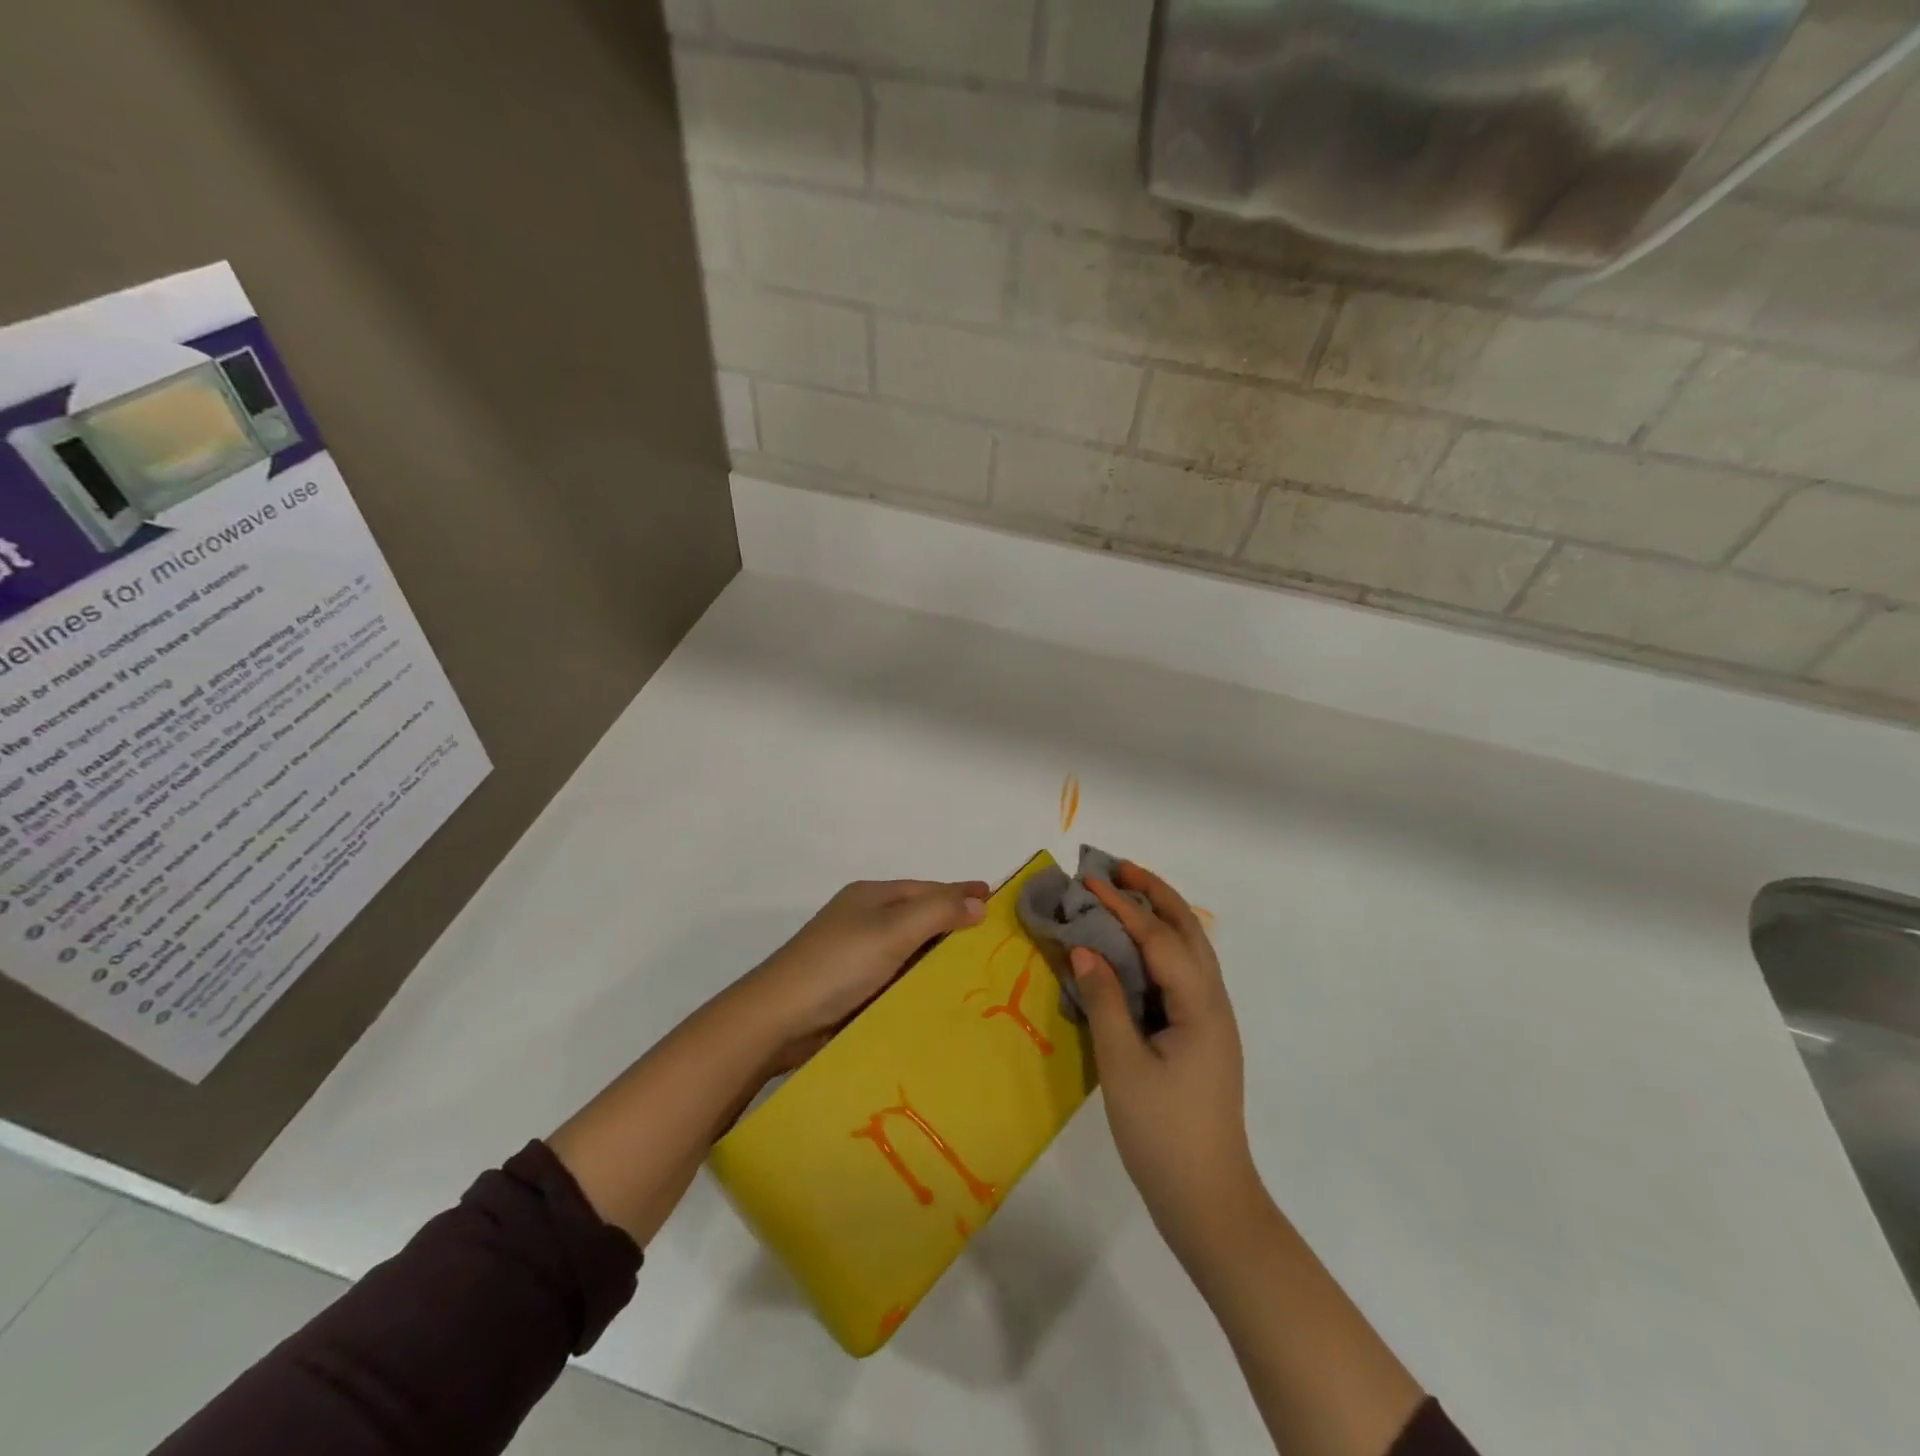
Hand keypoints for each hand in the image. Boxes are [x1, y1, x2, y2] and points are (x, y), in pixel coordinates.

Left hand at [743, 878, 988, 1069]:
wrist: (777, 1019)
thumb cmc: (839, 964)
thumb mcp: (893, 930)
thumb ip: (938, 912)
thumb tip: (979, 901)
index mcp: (871, 896)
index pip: (926, 889)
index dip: (960, 892)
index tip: (994, 899)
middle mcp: (864, 919)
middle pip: (918, 917)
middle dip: (953, 925)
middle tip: (994, 940)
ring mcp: (856, 955)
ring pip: (908, 949)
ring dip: (937, 957)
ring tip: (977, 971)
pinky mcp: (851, 988)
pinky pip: (896, 977)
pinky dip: (918, 981)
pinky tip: (941, 996)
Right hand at [1072, 863, 1259, 1262]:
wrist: (1208, 1200)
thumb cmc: (1163, 1133)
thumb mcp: (1123, 1066)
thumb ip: (1104, 1002)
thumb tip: (1084, 949)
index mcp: (1199, 1006)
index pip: (1159, 939)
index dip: (1123, 907)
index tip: (1090, 881)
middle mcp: (1213, 1003)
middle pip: (1189, 932)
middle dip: (1156, 895)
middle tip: (1119, 868)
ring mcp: (1211, 1020)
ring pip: (1190, 951)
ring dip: (1161, 916)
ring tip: (1127, 894)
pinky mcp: (1202, 1036)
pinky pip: (1182, 974)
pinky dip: (1160, 947)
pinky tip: (1136, 951)